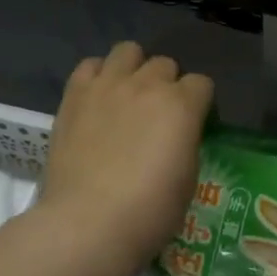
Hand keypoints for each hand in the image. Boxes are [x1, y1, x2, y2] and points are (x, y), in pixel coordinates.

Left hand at [39, 42, 212, 275]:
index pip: (202, 84)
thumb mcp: (188, 179)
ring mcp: (108, 86)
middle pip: (165, 64)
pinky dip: (97, 76)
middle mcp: (147, 85)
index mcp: (182, 105)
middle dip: (167, 85)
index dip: (200, 104)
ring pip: (128, 50)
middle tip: (158, 115)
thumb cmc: (149, 212)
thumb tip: (177, 136)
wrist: (87, 224)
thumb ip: (186, 142)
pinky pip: (89, 65)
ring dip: (134, 69)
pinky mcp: (74, 95)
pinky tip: (98, 98)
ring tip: (128, 96)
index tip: (193, 125)